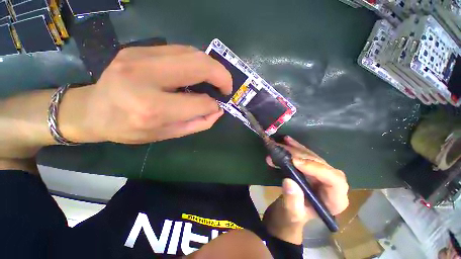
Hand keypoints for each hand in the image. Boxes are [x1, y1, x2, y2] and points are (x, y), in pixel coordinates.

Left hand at [64, 45, 231, 143]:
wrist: (92, 110)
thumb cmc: (130, 129)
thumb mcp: (167, 134)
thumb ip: (197, 123)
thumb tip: (217, 110)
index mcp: (152, 108)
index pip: (199, 102)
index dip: (213, 105)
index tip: (217, 106)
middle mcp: (145, 77)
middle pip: (199, 65)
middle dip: (221, 76)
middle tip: (226, 87)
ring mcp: (140, 57)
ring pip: (192, 53)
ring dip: (211, 66)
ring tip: (216, 79)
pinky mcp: (139, 49)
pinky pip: (180, 50)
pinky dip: (197, 61)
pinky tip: (198, 72)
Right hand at [263, 136, 348, 243]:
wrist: (286, 214)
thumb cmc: (291, 218)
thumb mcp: (290, 214)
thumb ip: (292, 201)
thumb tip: (289, 181)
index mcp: (335, 200)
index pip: (335, 180)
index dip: (316, 168)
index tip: (294, 162)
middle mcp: (331, 185)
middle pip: (321, 164)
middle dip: (300, 156)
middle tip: (282, 150)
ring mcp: (320, 175)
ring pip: (311, 157)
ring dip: (295, 149)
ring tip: (281, 143)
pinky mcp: (310, 169)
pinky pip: (304, 155)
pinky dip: (295, 148)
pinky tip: (287, 140)